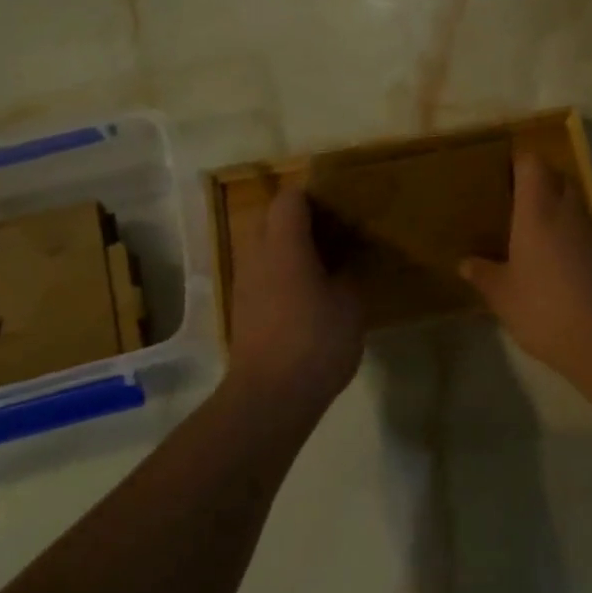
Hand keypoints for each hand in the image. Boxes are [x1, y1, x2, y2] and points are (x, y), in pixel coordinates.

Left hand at [226, 183, 363, 411]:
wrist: (269, 397)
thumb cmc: (315, 341)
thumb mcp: (350, 304)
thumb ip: (348, 273)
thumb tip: (345, 261)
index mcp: (284, 245)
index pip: (290, 198)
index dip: (314, 195)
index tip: (340, 204)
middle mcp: (257, 255)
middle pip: (270, 218)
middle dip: (299, 219)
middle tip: (333, 232)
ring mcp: (244, 283)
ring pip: (263, 247)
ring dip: (288, 247)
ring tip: (323, 263)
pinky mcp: (242, 309)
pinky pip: (262, 273)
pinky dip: (281, 272)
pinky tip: (307, 294)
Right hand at [461, 153, 591, 378]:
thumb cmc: (542, 306)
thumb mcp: (501, 294)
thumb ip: (483, 273)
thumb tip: (465, 262)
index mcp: (537, 209)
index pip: (532, 164)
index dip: (518, 161)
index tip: (500, 172)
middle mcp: (567, 210)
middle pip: (558, 177)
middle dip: (538, 181)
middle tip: (513, 200)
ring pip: (574, 203)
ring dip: (556, 208)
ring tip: (530, 230)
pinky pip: (584, 230)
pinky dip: (569, 233)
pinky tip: (553, 259)